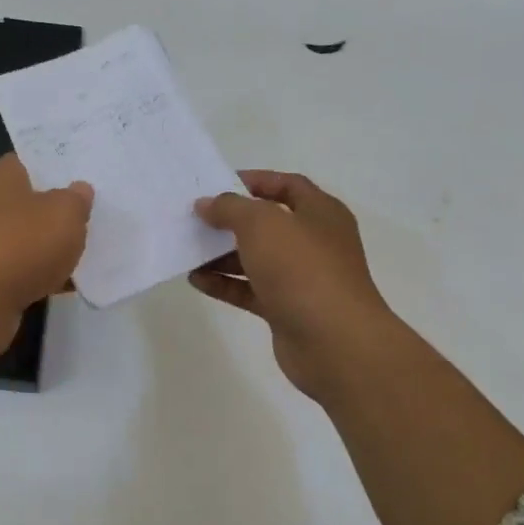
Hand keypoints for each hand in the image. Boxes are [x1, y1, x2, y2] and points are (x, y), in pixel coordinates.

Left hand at [0, 154, 92, 326]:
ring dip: (50, 245)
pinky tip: (68, 284)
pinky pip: (22, 269)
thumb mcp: (66, 212)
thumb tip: (79, 190)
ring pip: (27, 237)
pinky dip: (42, 274)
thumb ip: (77, 199)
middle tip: (92, 210)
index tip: (82, 171)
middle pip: (29, 201)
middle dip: (56, 208)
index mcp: (3, 178)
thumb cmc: (23, 243)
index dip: (54, 164)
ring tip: (87, 249)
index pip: (28, 160)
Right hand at [191, 170, 397, 402]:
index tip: (217, 184)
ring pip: (257, 259)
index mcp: (321, 213)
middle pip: (268, 224)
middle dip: (232, 220)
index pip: (288, 185)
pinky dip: (226, 284)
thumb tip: (207, 204)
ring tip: (188, 249)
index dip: (255, 181)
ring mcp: (302, 279)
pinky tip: (196, 280)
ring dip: (223, 254)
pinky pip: (251, 290)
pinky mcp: (287, 310)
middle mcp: (314, 242)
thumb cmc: (302, 269)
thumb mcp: (262, 224)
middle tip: (196, 218)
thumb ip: (230, 208)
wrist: (335, 343)